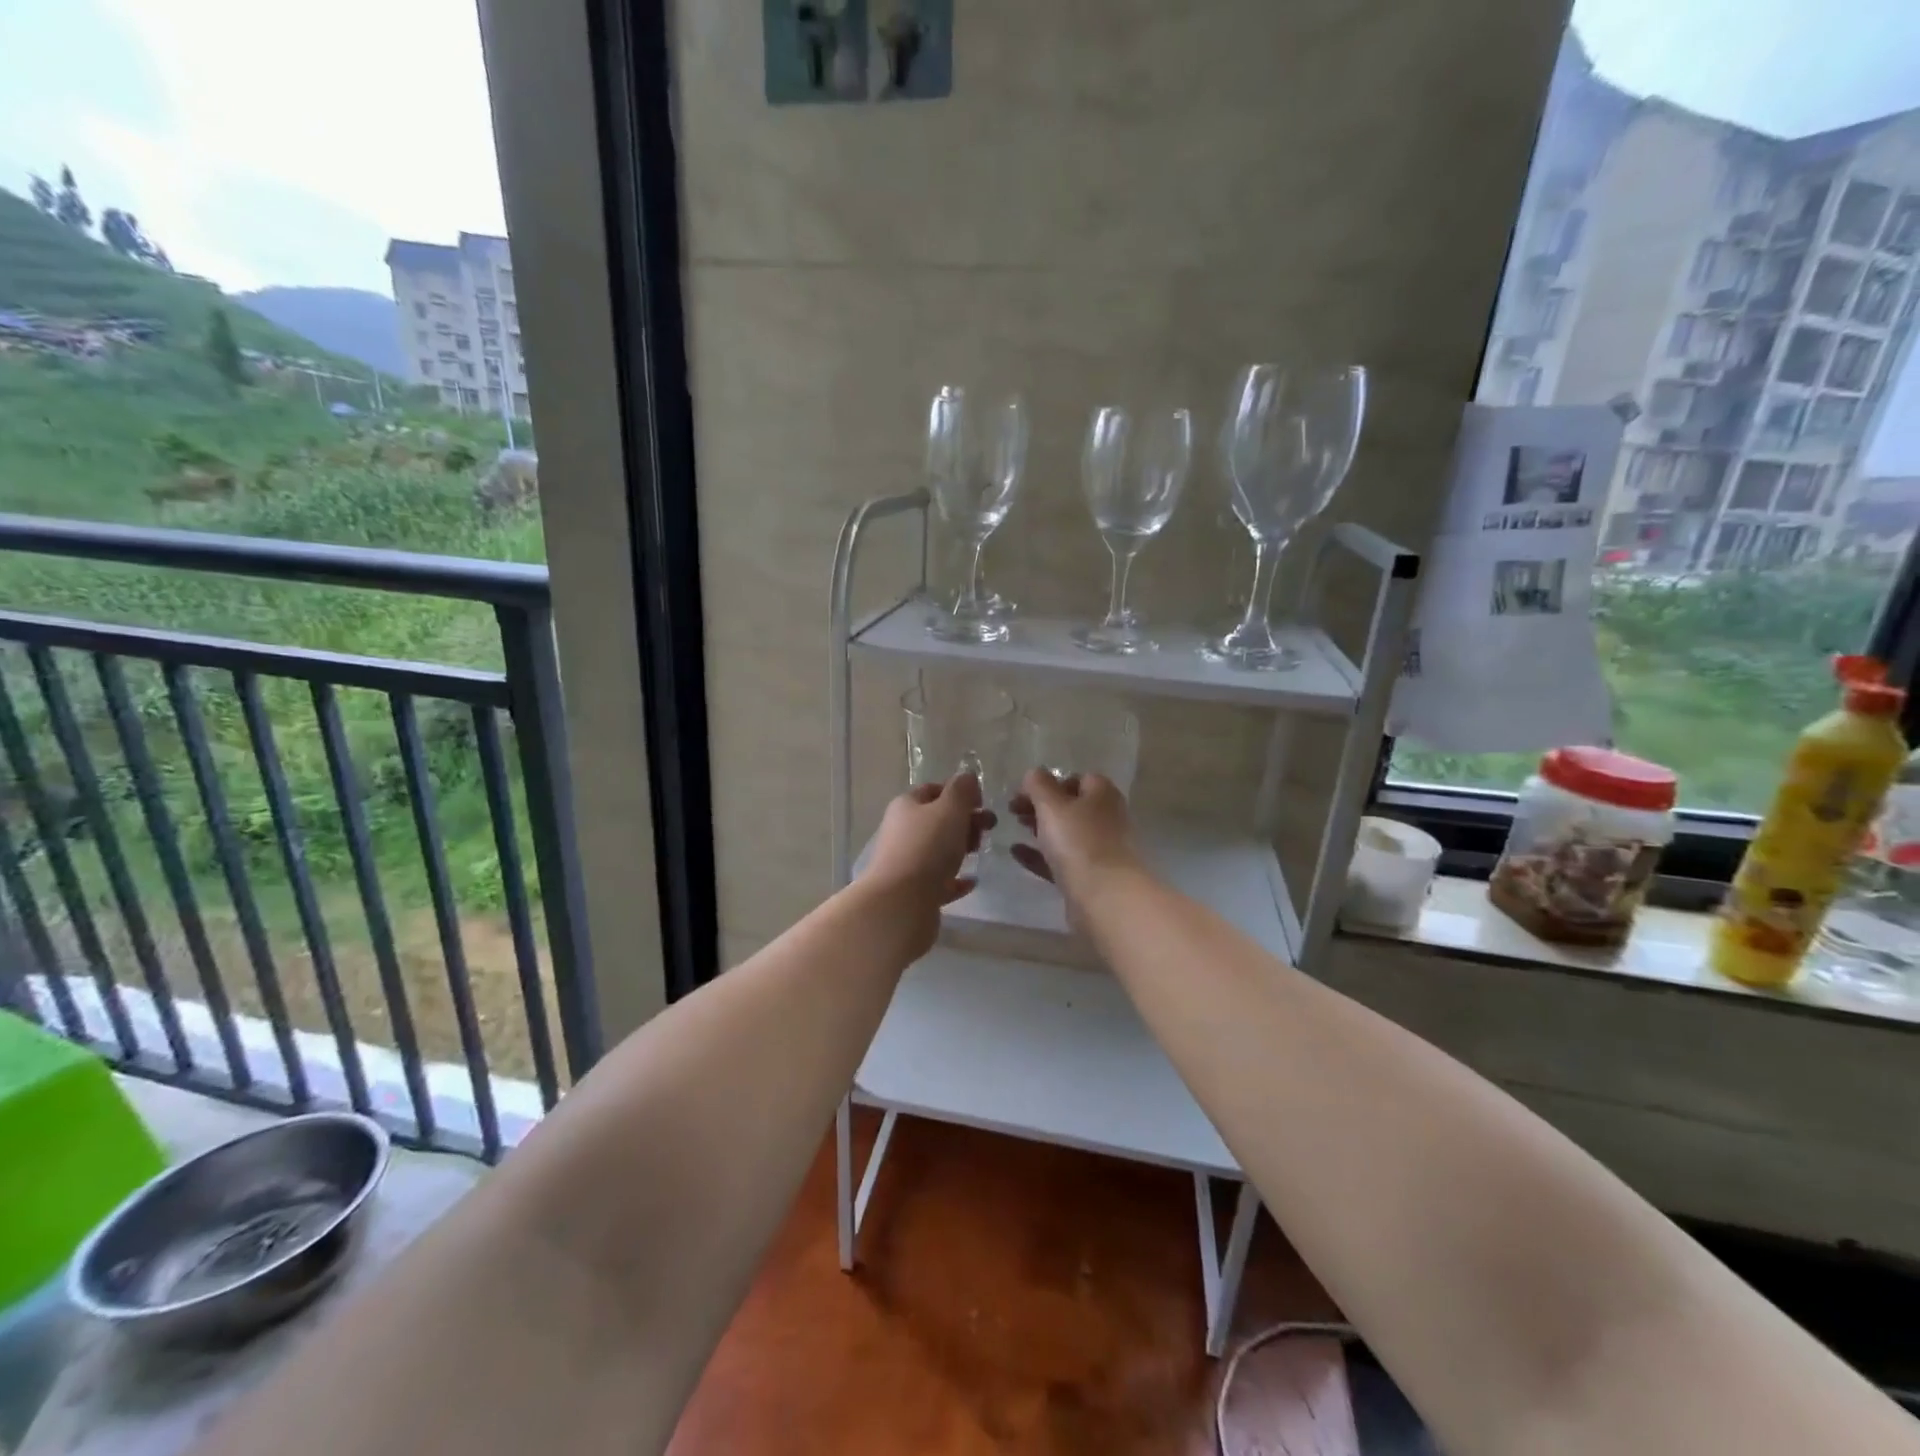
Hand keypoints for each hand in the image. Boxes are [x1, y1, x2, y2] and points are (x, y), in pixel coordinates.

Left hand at [864, 772, 995, 922]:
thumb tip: (967, 777)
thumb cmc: (928, 847)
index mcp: (906, 806)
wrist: (901, 902)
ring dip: (960, 848)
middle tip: (989, 828)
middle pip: (937, 820)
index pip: (933, 790)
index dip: (958, 792)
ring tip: (980, 852)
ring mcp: (906, 863)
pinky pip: (939, 881)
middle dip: (965, 821)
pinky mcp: (913, 892)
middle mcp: (902, 831)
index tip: (982, 802)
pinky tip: (972, 881)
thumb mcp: (950, 809)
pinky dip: (956, 879)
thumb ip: (962, 790)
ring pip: (938, 850)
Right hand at [1008, 770, 1144, 911]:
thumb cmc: (1078, 842)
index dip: (1049, 782)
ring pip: (1065, 833)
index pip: (1076, 778)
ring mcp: (1099, 849)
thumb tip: (1034, 773)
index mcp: (1102, 794)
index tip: (1023, 791)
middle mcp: (1105, 818)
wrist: (1104, 897)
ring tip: (1014, 828)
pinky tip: (1016, 853)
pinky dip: (1039, 854)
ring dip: (1040, 829)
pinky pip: (1060, 859)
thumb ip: (1039, 785)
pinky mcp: (1089, 876)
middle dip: (1041, 806)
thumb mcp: (1052, 805)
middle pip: (1070, 805)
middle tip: (1013, 810)